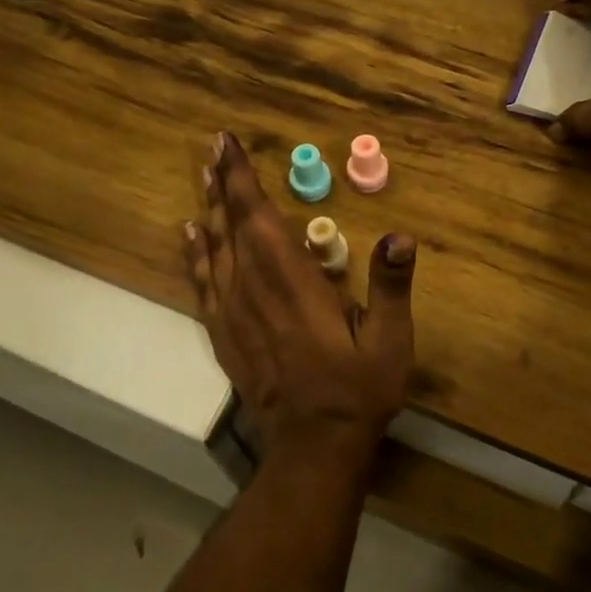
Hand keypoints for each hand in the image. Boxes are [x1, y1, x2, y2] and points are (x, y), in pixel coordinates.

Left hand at [184, 132, 415, 473]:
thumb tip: (400, 236)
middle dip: (223, 182)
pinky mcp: (225, 334)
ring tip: (202, 175)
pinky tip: (190, 234)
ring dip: (209, 209)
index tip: (228, 144)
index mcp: (292, 282)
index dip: (242, 179)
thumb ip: (393, 287)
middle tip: (214, 145)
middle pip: (232, 225)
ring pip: (214, 250)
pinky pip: (203, 284)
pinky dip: (194, 255)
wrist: (314, 447)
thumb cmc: (357, 389)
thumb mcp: (390, 341)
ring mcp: (234, 313)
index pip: (259, 218)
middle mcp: (254, 289)